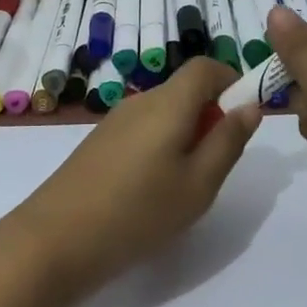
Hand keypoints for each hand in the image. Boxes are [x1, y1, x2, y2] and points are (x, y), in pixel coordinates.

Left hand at [13, 58, 261, 295]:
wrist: (55, 240)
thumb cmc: (139, 212)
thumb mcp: (199, 184)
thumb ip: (228, 141)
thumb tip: (250, 105)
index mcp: (168, 103)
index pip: (205, 66)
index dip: (232, 80)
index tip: (245, 117)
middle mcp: (140, 101)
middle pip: (185, 90)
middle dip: (211, 114)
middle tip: (217, 163)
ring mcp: (114, 121)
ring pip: (164, 112)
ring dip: (186, 133)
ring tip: (185, 183)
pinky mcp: (98, 143)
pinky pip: (143, 129)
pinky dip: (161, 145)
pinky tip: (152, 189)